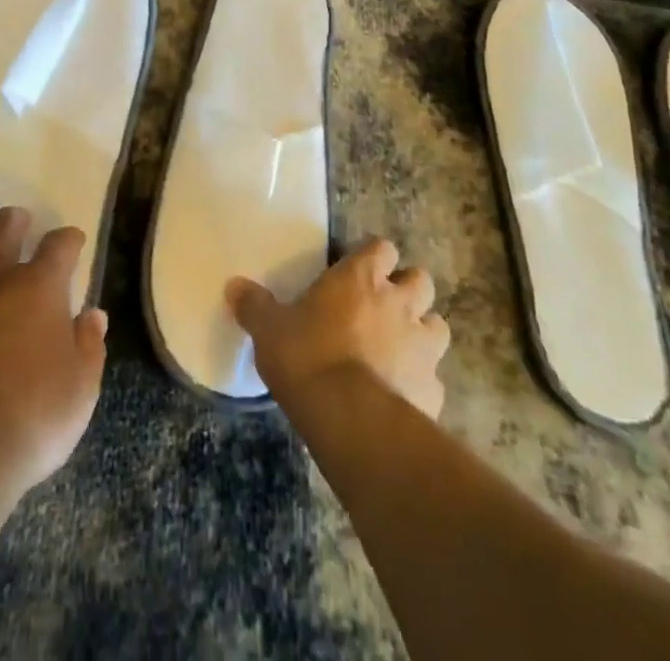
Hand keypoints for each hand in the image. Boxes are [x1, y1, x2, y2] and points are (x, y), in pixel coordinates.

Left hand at [0, 207, 106, 499]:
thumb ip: (89, 347)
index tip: (73, 240)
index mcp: (39, 288)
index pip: (59, 246)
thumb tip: (93, 316)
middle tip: (18, 220)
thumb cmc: (30, 420)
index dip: (68, 240)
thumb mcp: (80, 390)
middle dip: (12, 221)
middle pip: (0, 230)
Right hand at [228, 237, 449, 418]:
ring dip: (422, 333)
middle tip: (384, 308)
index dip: (374, 258)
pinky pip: (433, 380)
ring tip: (400, 349)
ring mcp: (422, 347)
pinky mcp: (433, 391)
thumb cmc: (307, 358)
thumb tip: (233, 286)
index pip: (382, 248)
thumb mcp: (269, 329)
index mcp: (361, 278)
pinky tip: (401, 397)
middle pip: (421, 281)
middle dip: (408, 292)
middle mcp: (398, 303)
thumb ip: (254, 305)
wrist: (351, 421)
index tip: (361, 271)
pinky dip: (421, 384)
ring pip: (437, 326)